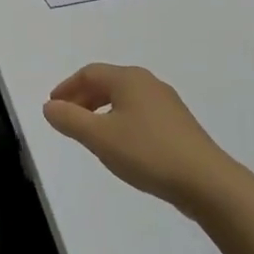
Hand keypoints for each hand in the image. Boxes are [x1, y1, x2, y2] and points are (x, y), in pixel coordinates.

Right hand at [42, 64, 234, 210]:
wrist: (204, 180)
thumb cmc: (147, 153)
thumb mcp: (100, 138)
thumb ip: (70, 120)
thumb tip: (49, 106)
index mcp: (129, 79)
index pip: (89, 73)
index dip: (67, 87)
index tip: (52, 106)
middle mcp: (148, 83)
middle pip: (107, 82)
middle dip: (83, 98)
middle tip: (66, 119)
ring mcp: (166, 103)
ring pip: (124, 98)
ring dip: (100, 109)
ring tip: (89, 132)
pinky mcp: (177, 123)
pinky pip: (139, 112)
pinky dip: (119, 119)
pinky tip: (119, 143)